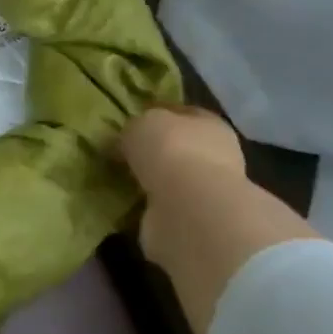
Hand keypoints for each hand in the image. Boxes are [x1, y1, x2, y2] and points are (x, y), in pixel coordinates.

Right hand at [118, 105, 246, 269]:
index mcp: (210, 124)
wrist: (189, 207)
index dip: (156, 115)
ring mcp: (205, 191)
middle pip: (178, 148)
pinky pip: (161, 206)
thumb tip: (124, 141)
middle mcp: (215, 156)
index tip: (128, 122)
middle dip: (152, 152)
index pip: (182, 114)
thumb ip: (134, 127)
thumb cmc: (171, 151)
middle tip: (119, 154)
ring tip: (117, 180)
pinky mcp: (191, 219)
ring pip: (170, 179)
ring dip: (149, 181)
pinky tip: (124, 203)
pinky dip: (145, 206)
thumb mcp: (142, 123)